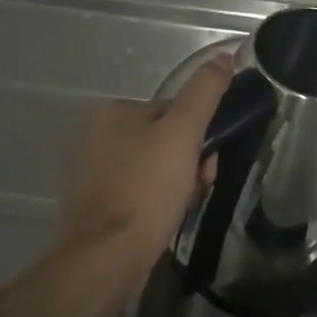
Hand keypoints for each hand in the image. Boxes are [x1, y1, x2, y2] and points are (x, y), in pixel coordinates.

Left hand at [58, 50, 234, 292]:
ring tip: (184, 205)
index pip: (173, 110)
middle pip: (165, 138)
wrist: (106, 260)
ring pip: (155, 167)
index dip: (199, 133)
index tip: (209, 160)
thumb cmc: (147, 189)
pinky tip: (166, 219)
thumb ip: (205, 91)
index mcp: (112, 111)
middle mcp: (95, 136)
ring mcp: (92, 173)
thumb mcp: (184, 131)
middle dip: (190, 161)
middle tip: (201, 184)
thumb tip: (224, 56)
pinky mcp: (94, 205)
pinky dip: (158, 201)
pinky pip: (140, 191)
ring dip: (179, 182)